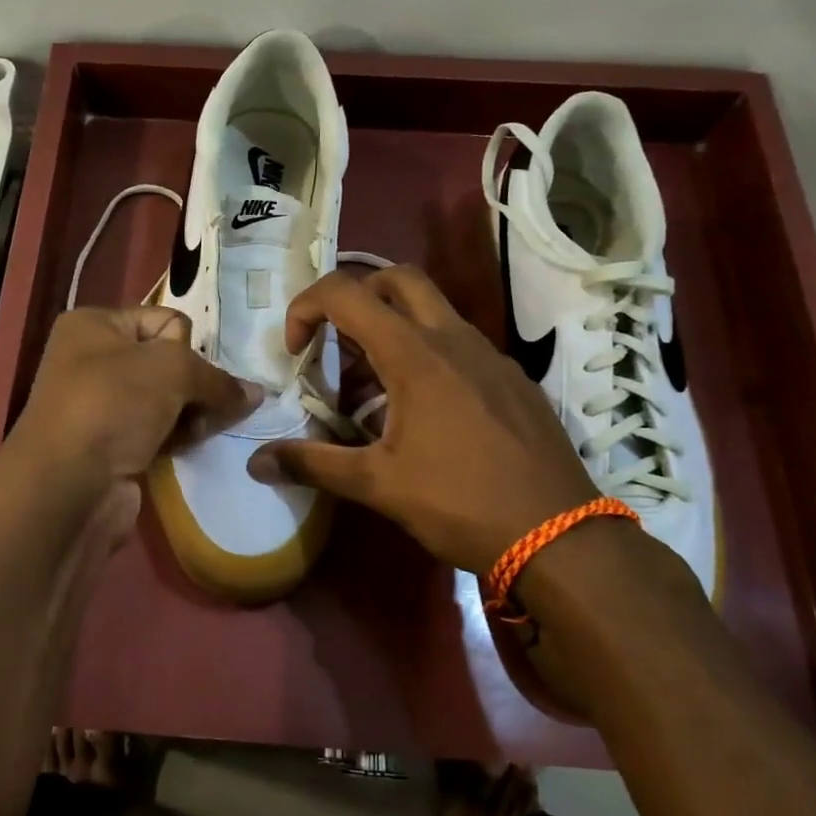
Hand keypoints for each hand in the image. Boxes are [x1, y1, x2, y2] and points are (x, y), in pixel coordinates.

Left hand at [11, 306, 257, 484]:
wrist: (67, 486)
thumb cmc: (113, 405)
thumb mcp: (172, 369)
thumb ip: (217, 377)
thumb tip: (256, 393)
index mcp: (93, 325)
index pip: (164, 320)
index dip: (186, 346)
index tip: (192, 372)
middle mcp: (92, 360)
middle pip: (168, 362)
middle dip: (195, 384)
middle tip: (211, 406)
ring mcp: (100, 407)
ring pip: (167, 400)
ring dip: (191, 413)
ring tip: (203, 430)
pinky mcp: (111, 446)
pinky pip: (158, 431)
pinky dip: (177, 437)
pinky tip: (191, 446)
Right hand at [249, 266, 601, 572]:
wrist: (561, 536)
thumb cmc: (461, 503)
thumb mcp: (379, 485)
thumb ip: (314, 464)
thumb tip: (255, 462)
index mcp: (416, 355)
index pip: (347, 294)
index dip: (307, 309)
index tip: (296, 351)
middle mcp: (454, 339)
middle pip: (397, 279)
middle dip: (356, 297)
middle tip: (336, 343)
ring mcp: (490, 355)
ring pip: (432, 312)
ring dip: (391, 332)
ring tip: (372, 392)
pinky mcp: (512, 379)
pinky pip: (460, 344)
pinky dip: (427, 355)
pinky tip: (424, 415)